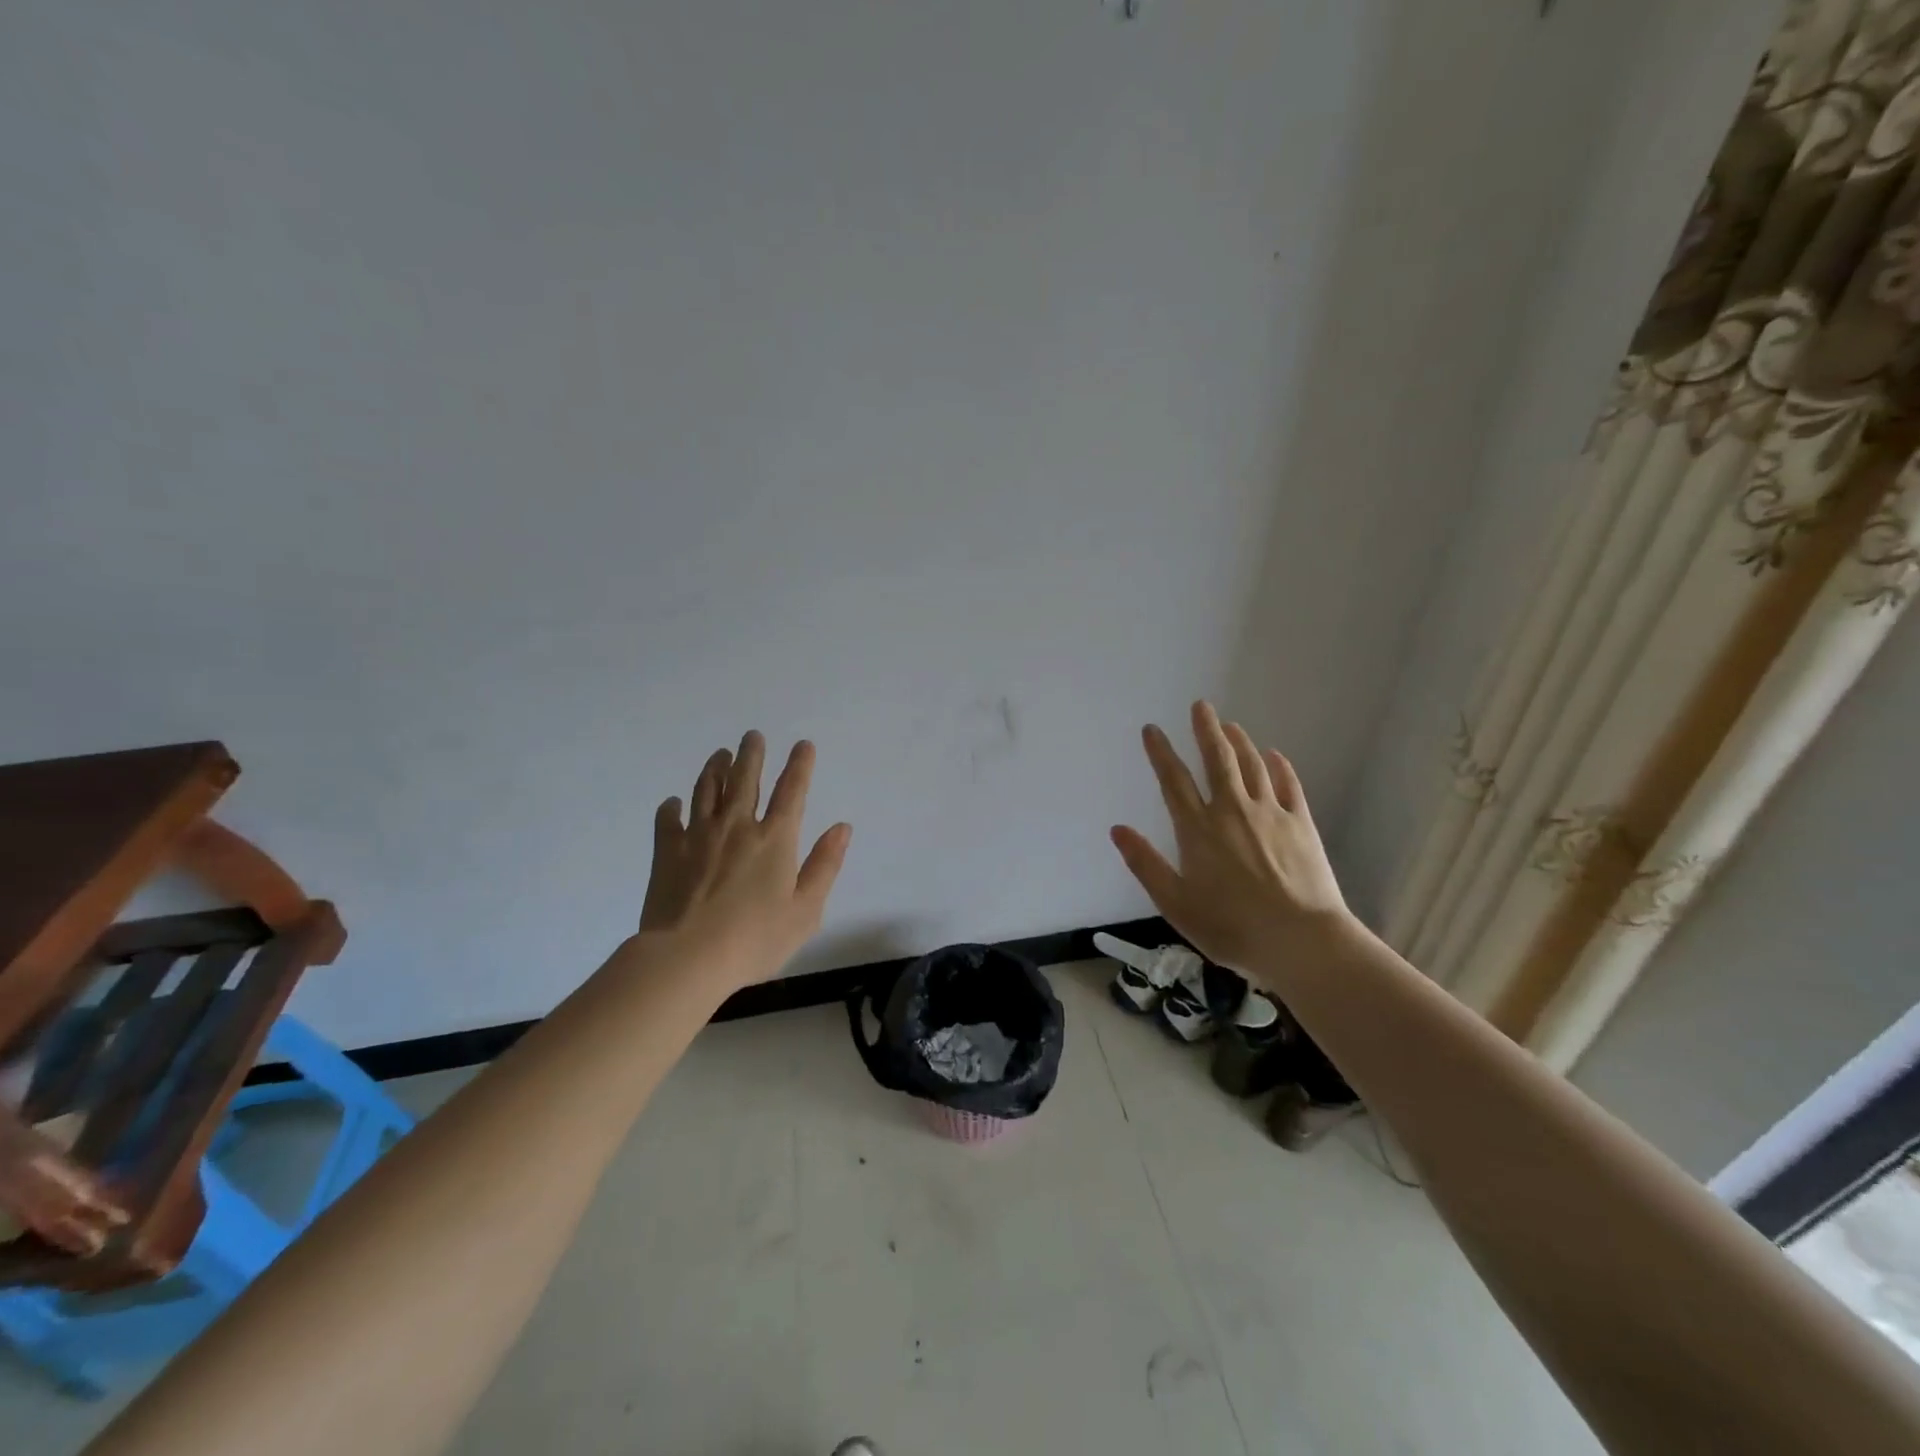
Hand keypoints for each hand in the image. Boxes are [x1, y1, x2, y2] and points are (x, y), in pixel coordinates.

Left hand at [637, 732, 851, 993]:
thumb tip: (842, 827)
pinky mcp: (668, 852)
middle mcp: (737, 826)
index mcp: (775, 839)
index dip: (800, 765)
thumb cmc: (755, 939)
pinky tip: (674, 803)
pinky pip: (669, 820)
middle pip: (745, 779)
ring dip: (715, 769)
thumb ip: (825, 865)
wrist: (688, 958)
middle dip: (751, 754)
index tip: (803, 745)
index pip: (792, 791)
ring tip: (720, 755)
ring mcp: (698, 836)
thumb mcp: (806, 910)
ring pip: (707, 790)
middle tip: (752, 735)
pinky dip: (672, 807)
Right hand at [1110, 701, 1348, 980]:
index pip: (1174, 781)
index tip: (1152, 729)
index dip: (1161, 752)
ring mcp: (1271, 814)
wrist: (1301, 940)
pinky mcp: (1302, 824)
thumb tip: (1117, 829)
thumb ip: (1145, 864)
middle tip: (1201, 705)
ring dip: (1239, 742)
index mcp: (1198, 829)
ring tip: (1231, 725)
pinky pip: (1289, 785)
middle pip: (1217, 760)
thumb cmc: (1231, 927)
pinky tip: (1274, 755)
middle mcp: (1232, 810)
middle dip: (1206, 730)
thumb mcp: (1175, 903)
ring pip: (1252, 766)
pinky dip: (1279, 766)